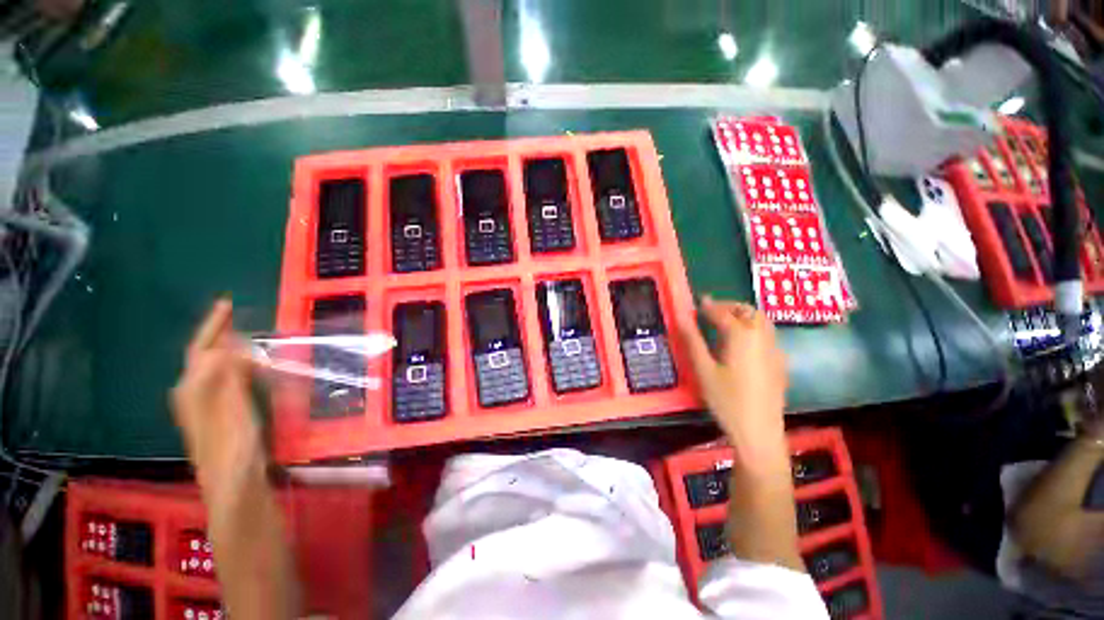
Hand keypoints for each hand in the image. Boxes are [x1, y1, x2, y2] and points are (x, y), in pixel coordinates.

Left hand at [171, 299, 264, 502]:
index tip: (227, 303)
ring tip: (243, 336)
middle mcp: (193, 395)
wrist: (234, 485)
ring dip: (227, 349)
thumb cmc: (233, 447)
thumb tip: (227, 346)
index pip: (201, 349)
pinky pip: (224, 380)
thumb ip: (226, 377)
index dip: (213, 326)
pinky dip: (235, 366)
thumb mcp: (230, 409)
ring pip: (213, 368)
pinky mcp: (219, 415)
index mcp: (193, 390)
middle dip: (218, 335)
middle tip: (236, 318)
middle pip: (203, 357)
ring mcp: (205, 406)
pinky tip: (246, 367)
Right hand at [680, 297, 788, 468]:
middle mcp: (762, 337)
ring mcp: (775, 349)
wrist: (759, 432)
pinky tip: (742, 343)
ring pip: (762, 321)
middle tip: (711, 311)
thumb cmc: (727, 400)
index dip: (709, 306)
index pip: (723, 313)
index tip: (698, 302)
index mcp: (742, 336)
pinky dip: (754, 328)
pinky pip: (768, 335)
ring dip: (744, 315)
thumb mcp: (703, 369)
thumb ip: (692, 340)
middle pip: (749, 311)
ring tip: (725, 323)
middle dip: (730, 306)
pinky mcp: (780, 362)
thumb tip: (681, 316)